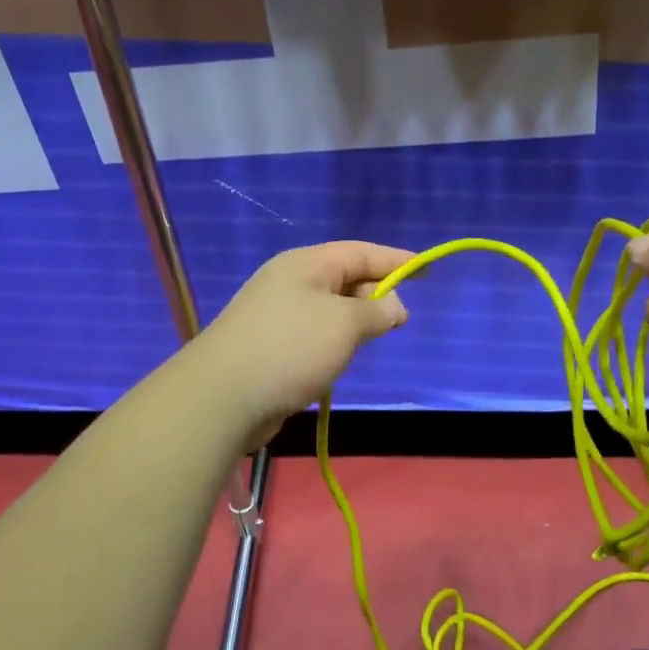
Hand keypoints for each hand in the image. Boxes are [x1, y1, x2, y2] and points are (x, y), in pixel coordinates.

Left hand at [189, 241, 412, 448]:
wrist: (223, 397)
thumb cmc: (291, 349)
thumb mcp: (345, 324)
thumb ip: (376, 311)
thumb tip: (394, 307)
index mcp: (306, 265)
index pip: (360, 252)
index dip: (395, 260)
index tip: (425, 268)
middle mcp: (290, 282)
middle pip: (345, 278)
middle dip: (375, 295)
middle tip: (397, 322)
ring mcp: (277, 314)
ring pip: (331, 309)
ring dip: (355, 322)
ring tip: (369, 341)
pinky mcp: (270, 345)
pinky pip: (314, 334)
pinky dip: (334, 342)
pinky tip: (339, 361)